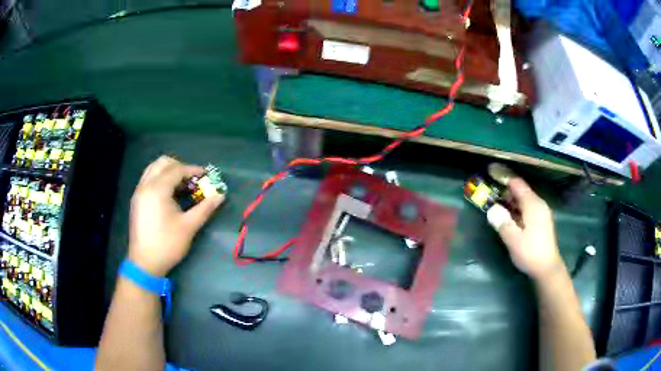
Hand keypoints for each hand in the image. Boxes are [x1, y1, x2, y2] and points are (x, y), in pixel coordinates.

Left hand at [128, 156, 224, 275]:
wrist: (144, 263)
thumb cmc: (167, 244)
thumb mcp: (189, 227)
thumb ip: (205, 208)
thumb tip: (221, 195)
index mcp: (157, 189)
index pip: (177, 169)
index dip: (193, 170)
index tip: (207, 175)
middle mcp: (145, 185)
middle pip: (163, 162)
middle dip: (180, 167)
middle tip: (193, 179)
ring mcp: (139, 192)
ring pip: (153, 168)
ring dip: (168, 171)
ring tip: (181, 185)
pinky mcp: (136, 199)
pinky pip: (148, 178)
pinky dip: (160, 178)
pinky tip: (169, 194)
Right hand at [487, 177, 563, 279]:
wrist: (547, 269)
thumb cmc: (530, 253)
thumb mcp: (513, 240)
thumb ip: (502, 222)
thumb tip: (492, 208)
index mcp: (533, 205)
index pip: (517, 184)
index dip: (503, 176)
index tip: (490, 171)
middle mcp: (538, 204)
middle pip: (521, 190)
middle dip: (505, 188)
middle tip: (489, 190)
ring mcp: (541, 213)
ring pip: (523, 199)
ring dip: (509, 199)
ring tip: (495, 201)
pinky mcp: (540, 221)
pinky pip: (526, 207)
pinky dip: (515, 207)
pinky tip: (508, 214)